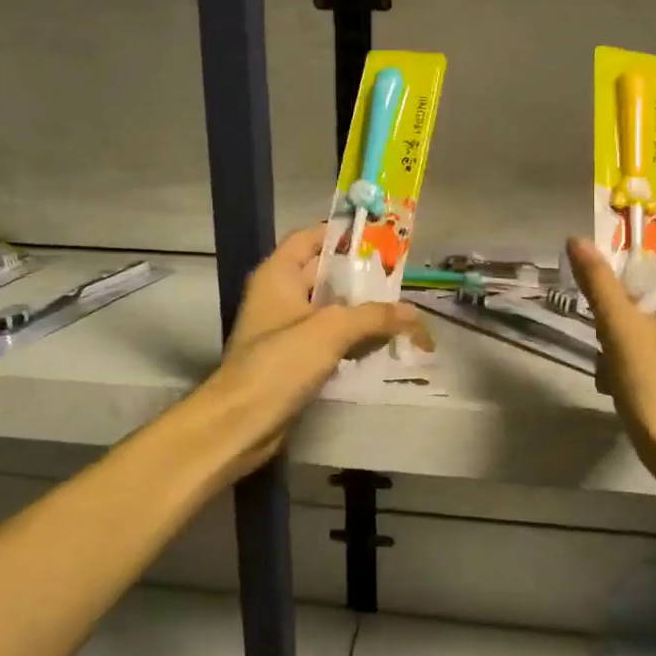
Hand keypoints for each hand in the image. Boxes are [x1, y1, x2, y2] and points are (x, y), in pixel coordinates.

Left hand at [200, 226, 424, 476]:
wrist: (241, 422)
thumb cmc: (280, 362)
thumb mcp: (331, 330)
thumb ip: (374, 316)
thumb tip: (414, 313)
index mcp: (278, 275)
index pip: (310, 238)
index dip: (341, 233)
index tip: (378, 238)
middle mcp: (280, 295)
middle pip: (324, 274)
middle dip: (360, 276)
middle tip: (400, 278)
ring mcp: (286, 329)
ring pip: (329, 309)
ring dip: (360, 310)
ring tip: (400, 311)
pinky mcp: (294, 359)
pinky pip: (329, 338)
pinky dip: (352, 338)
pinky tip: (381, 343)